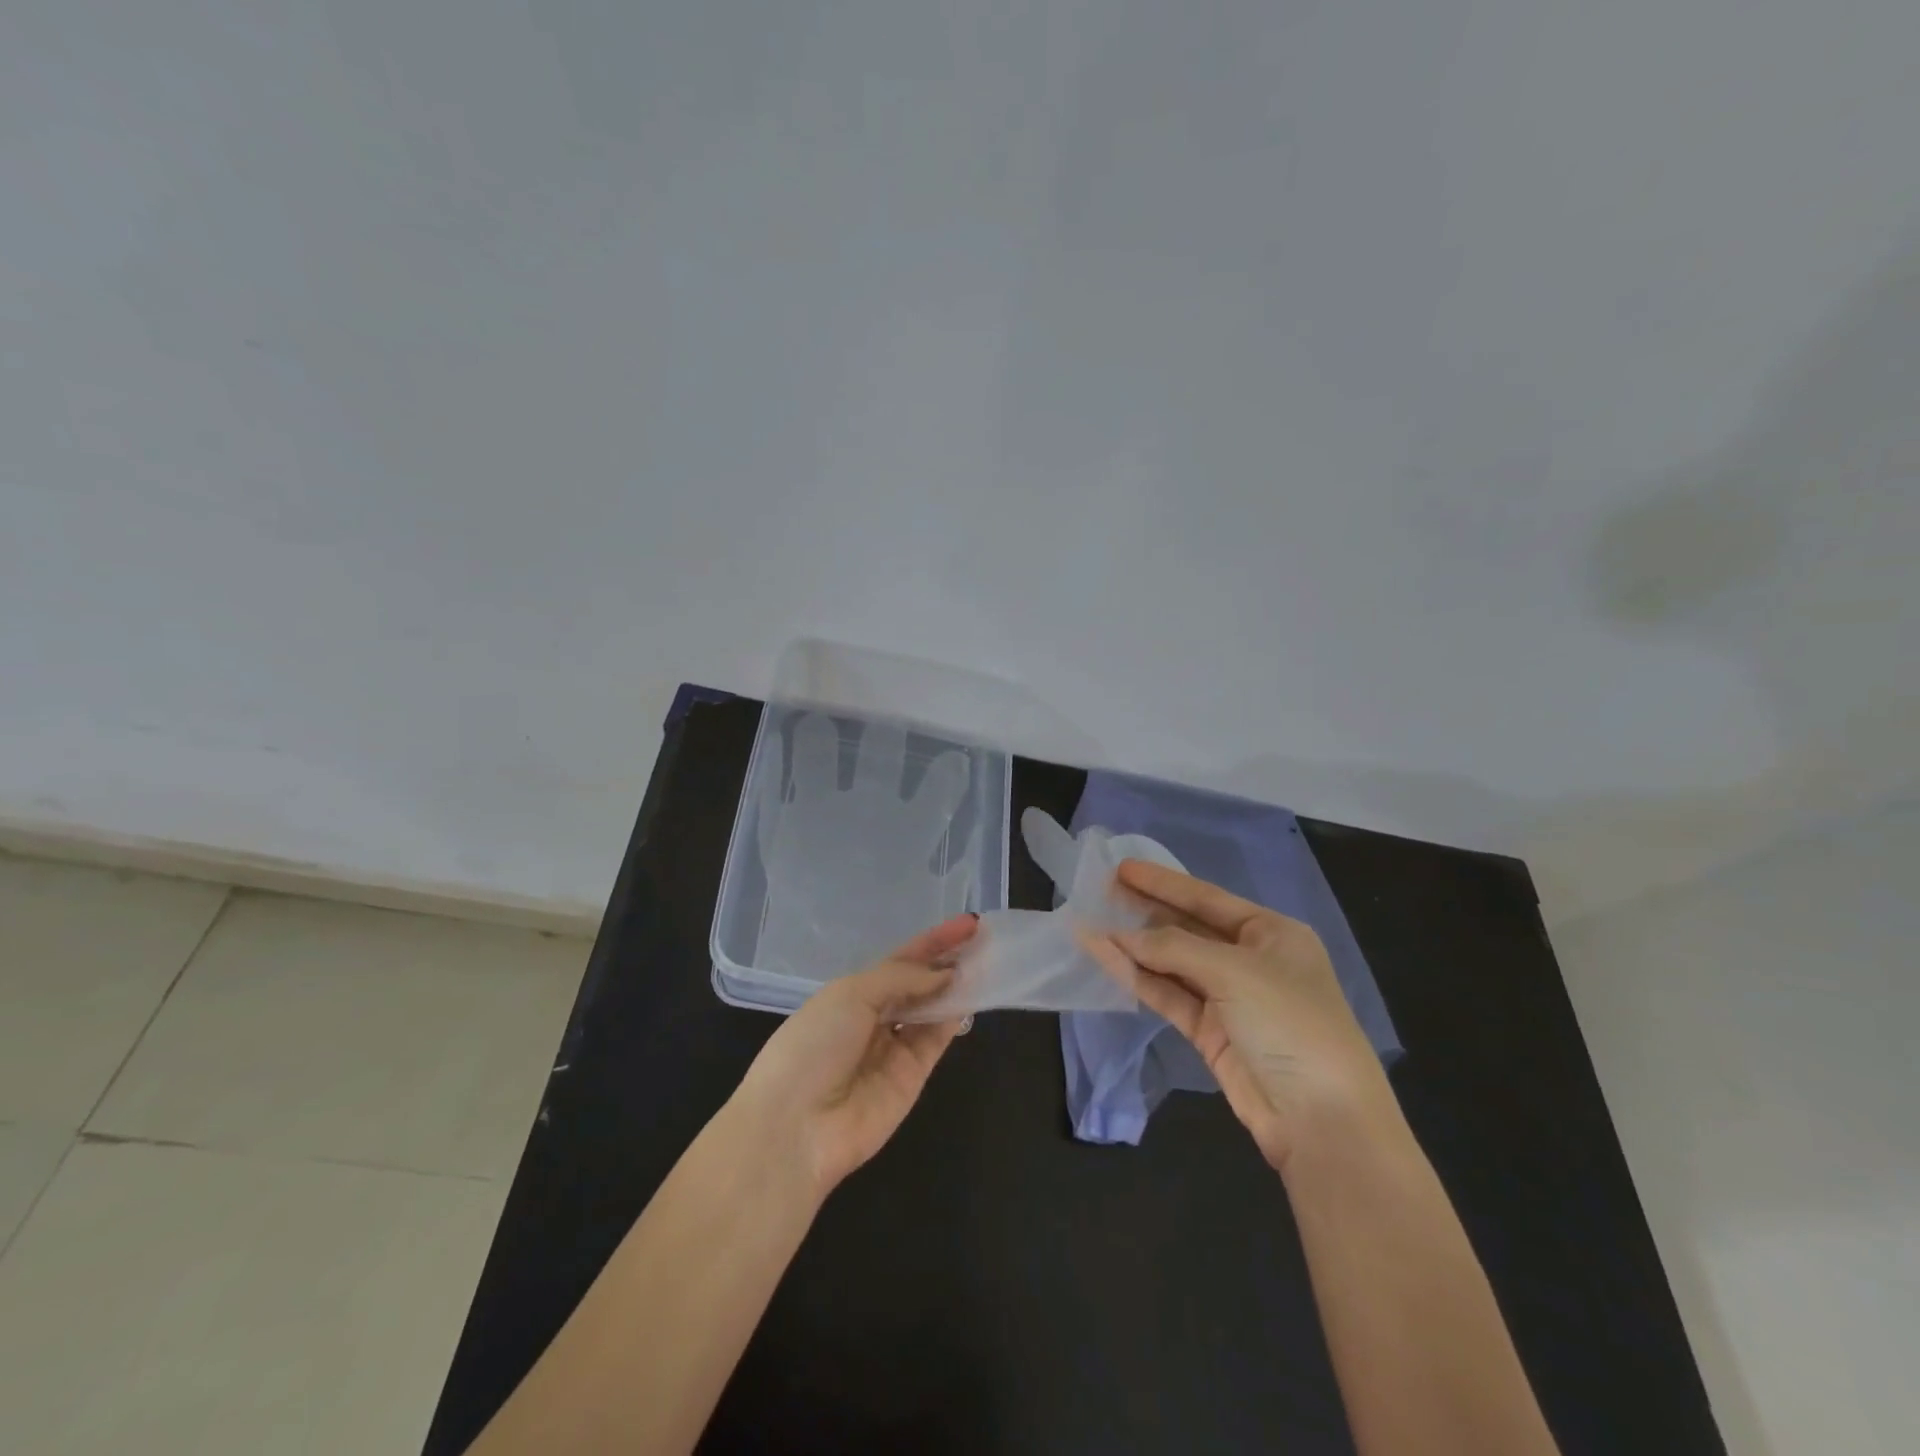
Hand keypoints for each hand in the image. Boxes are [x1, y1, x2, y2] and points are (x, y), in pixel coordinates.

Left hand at [733, 914, 977, 1198]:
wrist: (796, 1127)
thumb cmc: (814, 1045)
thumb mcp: (851, 995)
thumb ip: (902, 978)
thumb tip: (945, 973)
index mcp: (850, 993)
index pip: (900, 960)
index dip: (932, 941)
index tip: (967, 924)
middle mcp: (874, 1017)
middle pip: (919, 983)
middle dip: (947, 960)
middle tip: (984, 940)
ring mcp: (894, 1048)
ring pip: (932, 1009)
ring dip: (956, 986)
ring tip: (988, 961)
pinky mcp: (912, 1077)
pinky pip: (936, 1039)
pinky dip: (954, 1017)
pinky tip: (972, 995)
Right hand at [1088, 861, 1396, 1172]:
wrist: (1323, 1120)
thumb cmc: (1290, 1023)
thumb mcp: (1235, 972)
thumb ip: (1174, 948)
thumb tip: (1120, 937)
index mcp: (1273, 934)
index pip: (1208, 898)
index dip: (1164, 882)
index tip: (1123, 868)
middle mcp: (1251, 960)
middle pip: (1188, 927)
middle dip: (1146, 910)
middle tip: (1102, 892)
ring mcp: (1230, 998)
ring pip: (1173, 963)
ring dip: (1135, 947)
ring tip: (1092, 924)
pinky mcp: (1211, 1032)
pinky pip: (1169, 995)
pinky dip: (1138, 978)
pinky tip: (1107, 959)